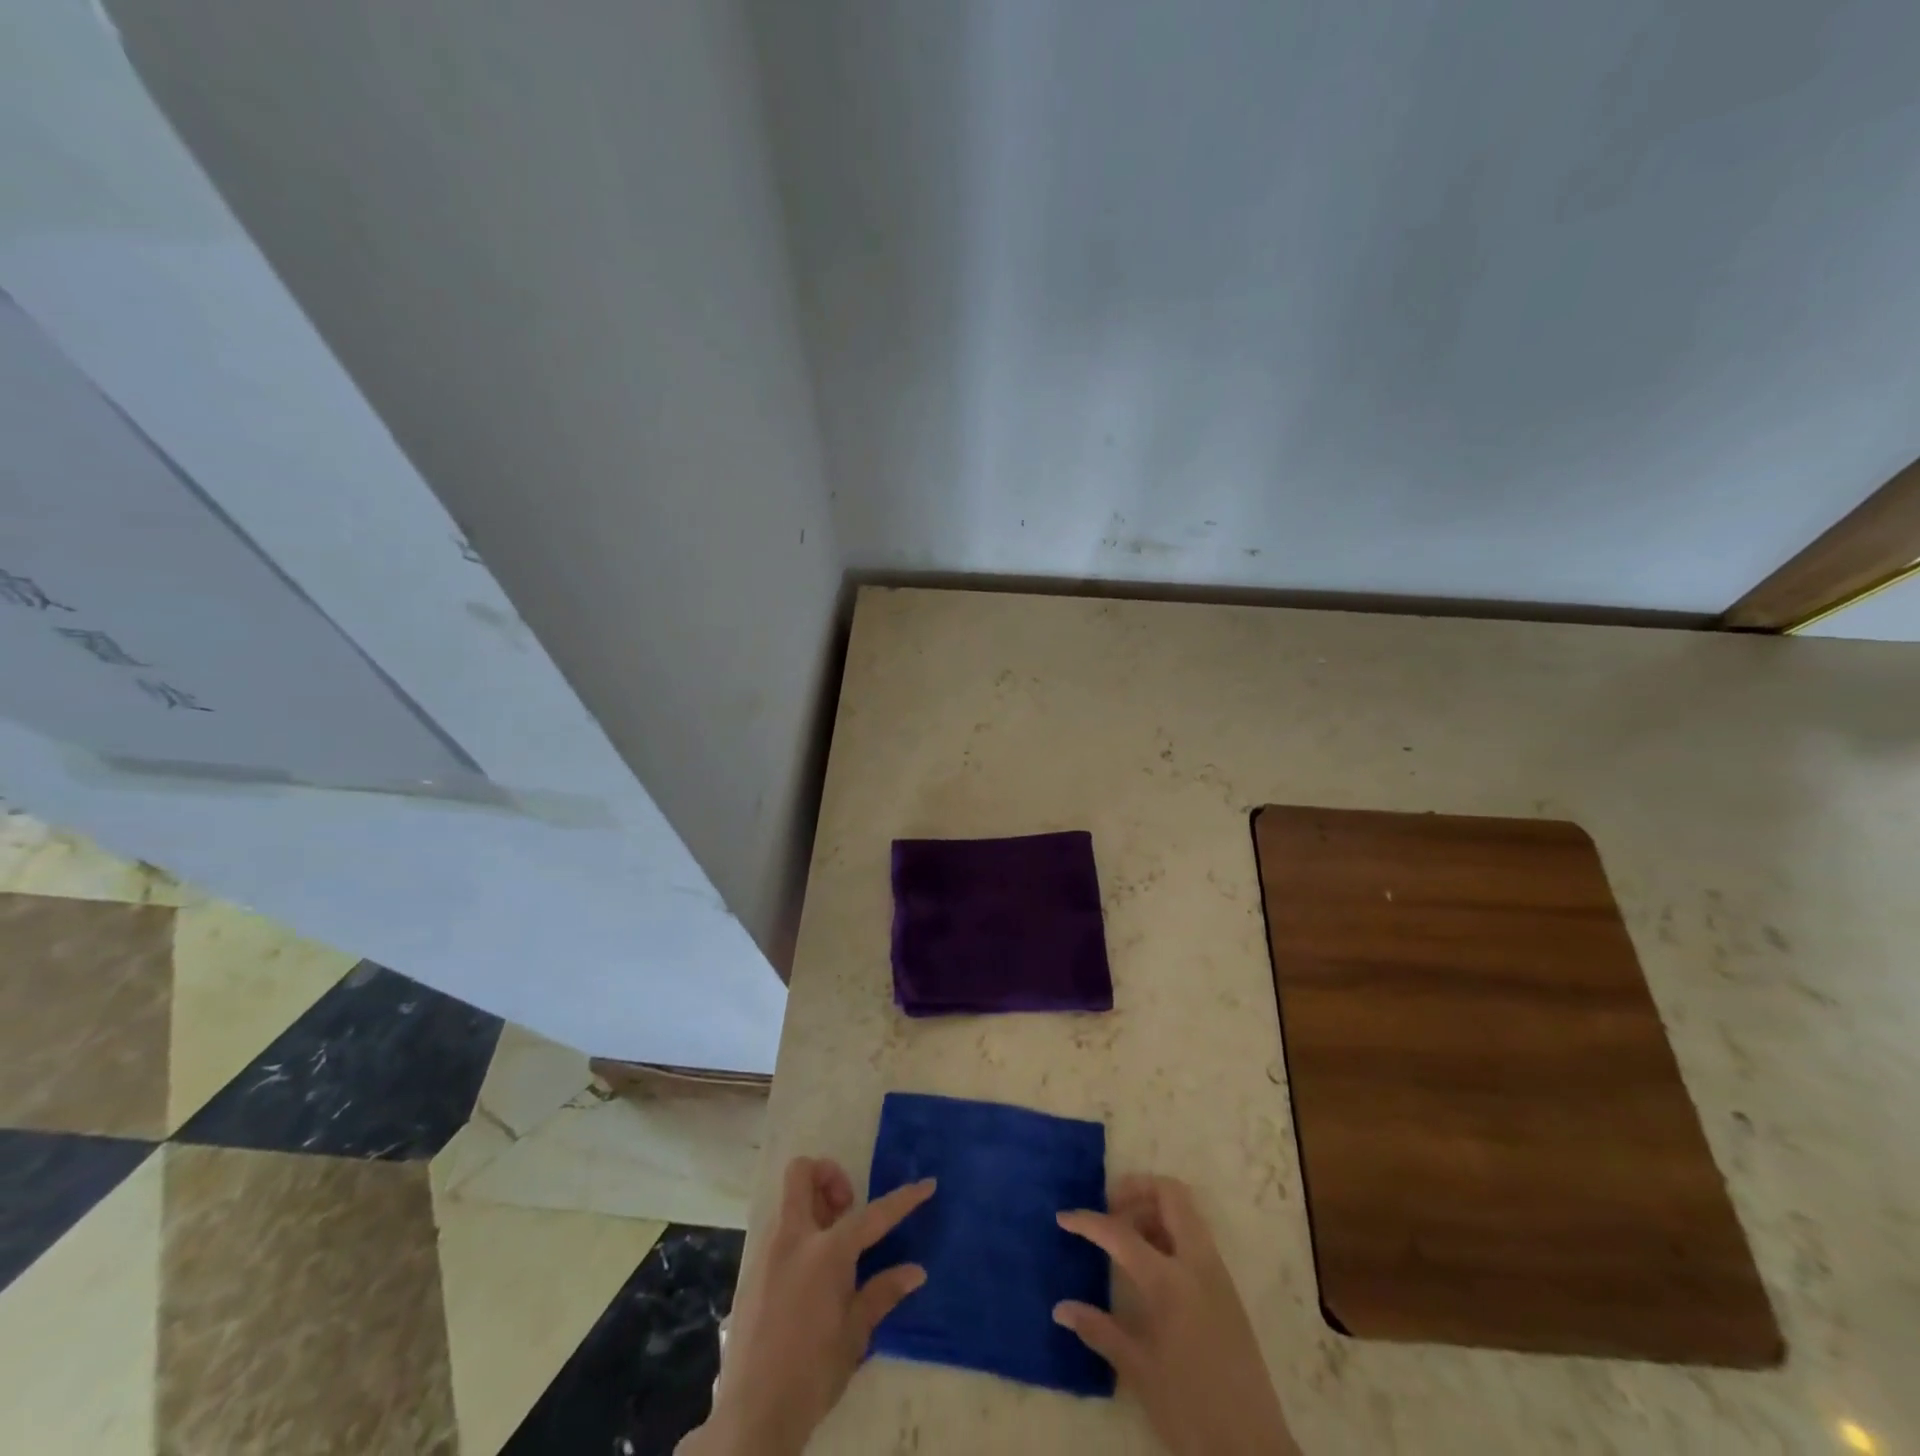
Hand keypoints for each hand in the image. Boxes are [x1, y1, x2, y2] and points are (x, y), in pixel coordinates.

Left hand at [681, 1157, 935, 1455]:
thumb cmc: (812, 1373)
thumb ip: (883, 1293)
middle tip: (847, 1208)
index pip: (873, 1215)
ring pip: (789, 1202)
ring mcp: (767, 1253)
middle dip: (828, 1175)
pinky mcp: (752, 1272)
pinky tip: (811, 1277)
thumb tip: (916, 1271)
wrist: (753, 1416)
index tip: (927, 1185)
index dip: (904, 1199)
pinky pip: (778, 1233)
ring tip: (834, 1249)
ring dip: (813, 1207)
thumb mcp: (855, 1334)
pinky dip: (799, 1235)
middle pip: (802, 1173)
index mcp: (826, 1252)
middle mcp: (793, 1239)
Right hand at [1055, 1175, 1298, 1455]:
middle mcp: (1197, 1264)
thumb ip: (1099, 1330)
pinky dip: (1170, 1232)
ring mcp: (1217, 1273)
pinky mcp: (1227, 1289)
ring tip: (1126, 1238)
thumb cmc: (1190, 1410)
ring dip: (1154, 1210)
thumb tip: (1061, 1308)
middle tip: (1109, 1209)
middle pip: (1170, 1195)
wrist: (1253, 1452)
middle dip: (1136, 1190)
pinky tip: (1150, 1266)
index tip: (1063, 1218)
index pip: (1121, 1233)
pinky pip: (1196, 1237)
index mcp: (1171, 1281)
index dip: (1088, 1222)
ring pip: (1186, 1212)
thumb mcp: (1138, 1372)